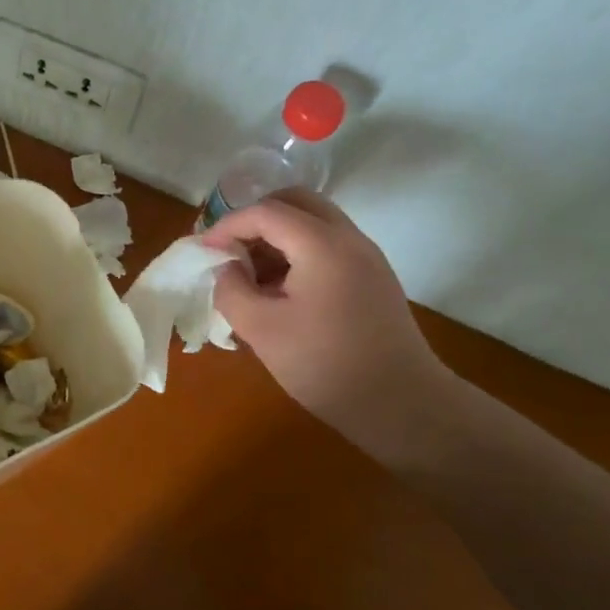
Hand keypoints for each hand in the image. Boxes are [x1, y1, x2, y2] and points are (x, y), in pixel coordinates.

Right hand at [202, 189, 456, 460]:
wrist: (405, 407)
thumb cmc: (327, 365)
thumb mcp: (262, 330)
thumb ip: (232, 290)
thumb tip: (225, 269)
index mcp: (322, 244)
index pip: (265, 212)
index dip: (228, 225)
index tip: (204, 251)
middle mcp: (349, 238)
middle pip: (296, 202)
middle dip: (256, 218)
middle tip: (231, 248)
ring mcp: (366, 257)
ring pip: (314, 222)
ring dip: (277, 235)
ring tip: (251, 274)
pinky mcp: (373, 278)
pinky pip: (328, 245)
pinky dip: (298, 252)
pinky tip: (281, 291)